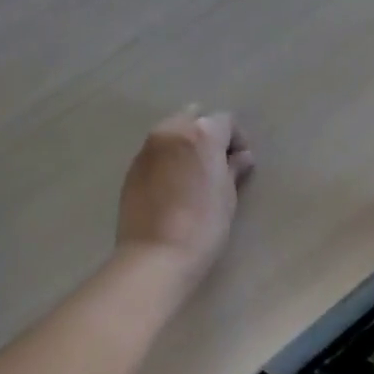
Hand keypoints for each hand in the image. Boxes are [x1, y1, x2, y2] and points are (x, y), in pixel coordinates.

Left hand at [116, 107, 254, 292]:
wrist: (155, 256)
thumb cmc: (203, 225)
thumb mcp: (227, 196)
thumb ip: (234, 168)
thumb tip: (241, 157)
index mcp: (201, 134)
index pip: (225, 121)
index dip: (236, 139)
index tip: (239, 162)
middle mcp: (172, 131)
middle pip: (194, 117)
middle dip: (207, 133)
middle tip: (215, 162)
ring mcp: (147, 148)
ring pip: (172, 131)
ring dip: (185, 144)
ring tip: (192, 173)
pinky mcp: (132, 167)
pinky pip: (155, 151)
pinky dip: (167, 158)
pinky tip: (172, 185)